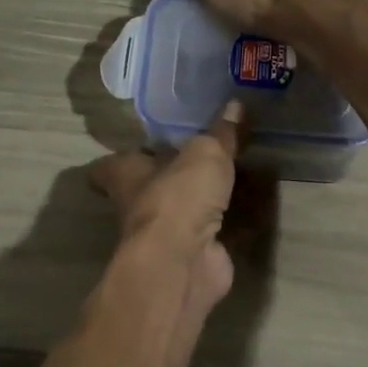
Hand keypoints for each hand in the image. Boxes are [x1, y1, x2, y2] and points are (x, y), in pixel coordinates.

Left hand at [89, 102, 242, 325]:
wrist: (184, 262)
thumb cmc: (178, 197)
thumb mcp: (205, 153)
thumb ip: (220, 133)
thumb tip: (235, 104)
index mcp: (127, 175)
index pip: (111, 165)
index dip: (126, 155)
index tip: (143, 144)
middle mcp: (140, 205)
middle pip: (153, 186)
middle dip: (175, 174)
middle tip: (206, 152)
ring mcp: (166, 235)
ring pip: (185, 210)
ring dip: (206, 199)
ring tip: (237, 174)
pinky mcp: (194, 255)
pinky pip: (215, 233)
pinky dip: (233, 224)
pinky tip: (256, 209)